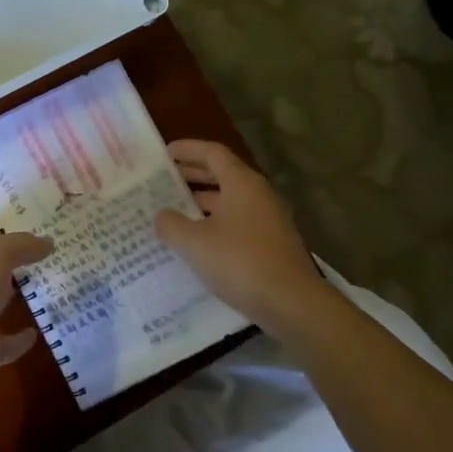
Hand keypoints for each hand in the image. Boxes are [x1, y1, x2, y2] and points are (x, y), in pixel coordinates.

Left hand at [0, 223, 52, 413]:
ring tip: (49, 289)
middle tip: (47, 255)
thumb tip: (47, 241)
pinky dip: (19, 340)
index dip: (2, 229)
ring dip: (16, 298)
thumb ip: (20, 246)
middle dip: (11, 261)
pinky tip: (37, 333)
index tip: (32, 225)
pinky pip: (4, 344)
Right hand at [153, 140, 328, 325]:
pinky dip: (215, 222)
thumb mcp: (194, 242)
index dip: (188, 149)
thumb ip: (171, 224)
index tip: (165, 153)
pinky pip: (237, 221)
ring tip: (174, 209)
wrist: (290, 302)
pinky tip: (197, 240)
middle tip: (165, 178)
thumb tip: (162, 215)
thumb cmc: (239, 261)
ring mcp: (268, 220)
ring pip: (230, 200)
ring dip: (203, 200)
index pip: (213, 153)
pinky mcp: (271, 243)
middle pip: (223, 174)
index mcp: (242, 183)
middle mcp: (258, 195)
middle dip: (193, 174)